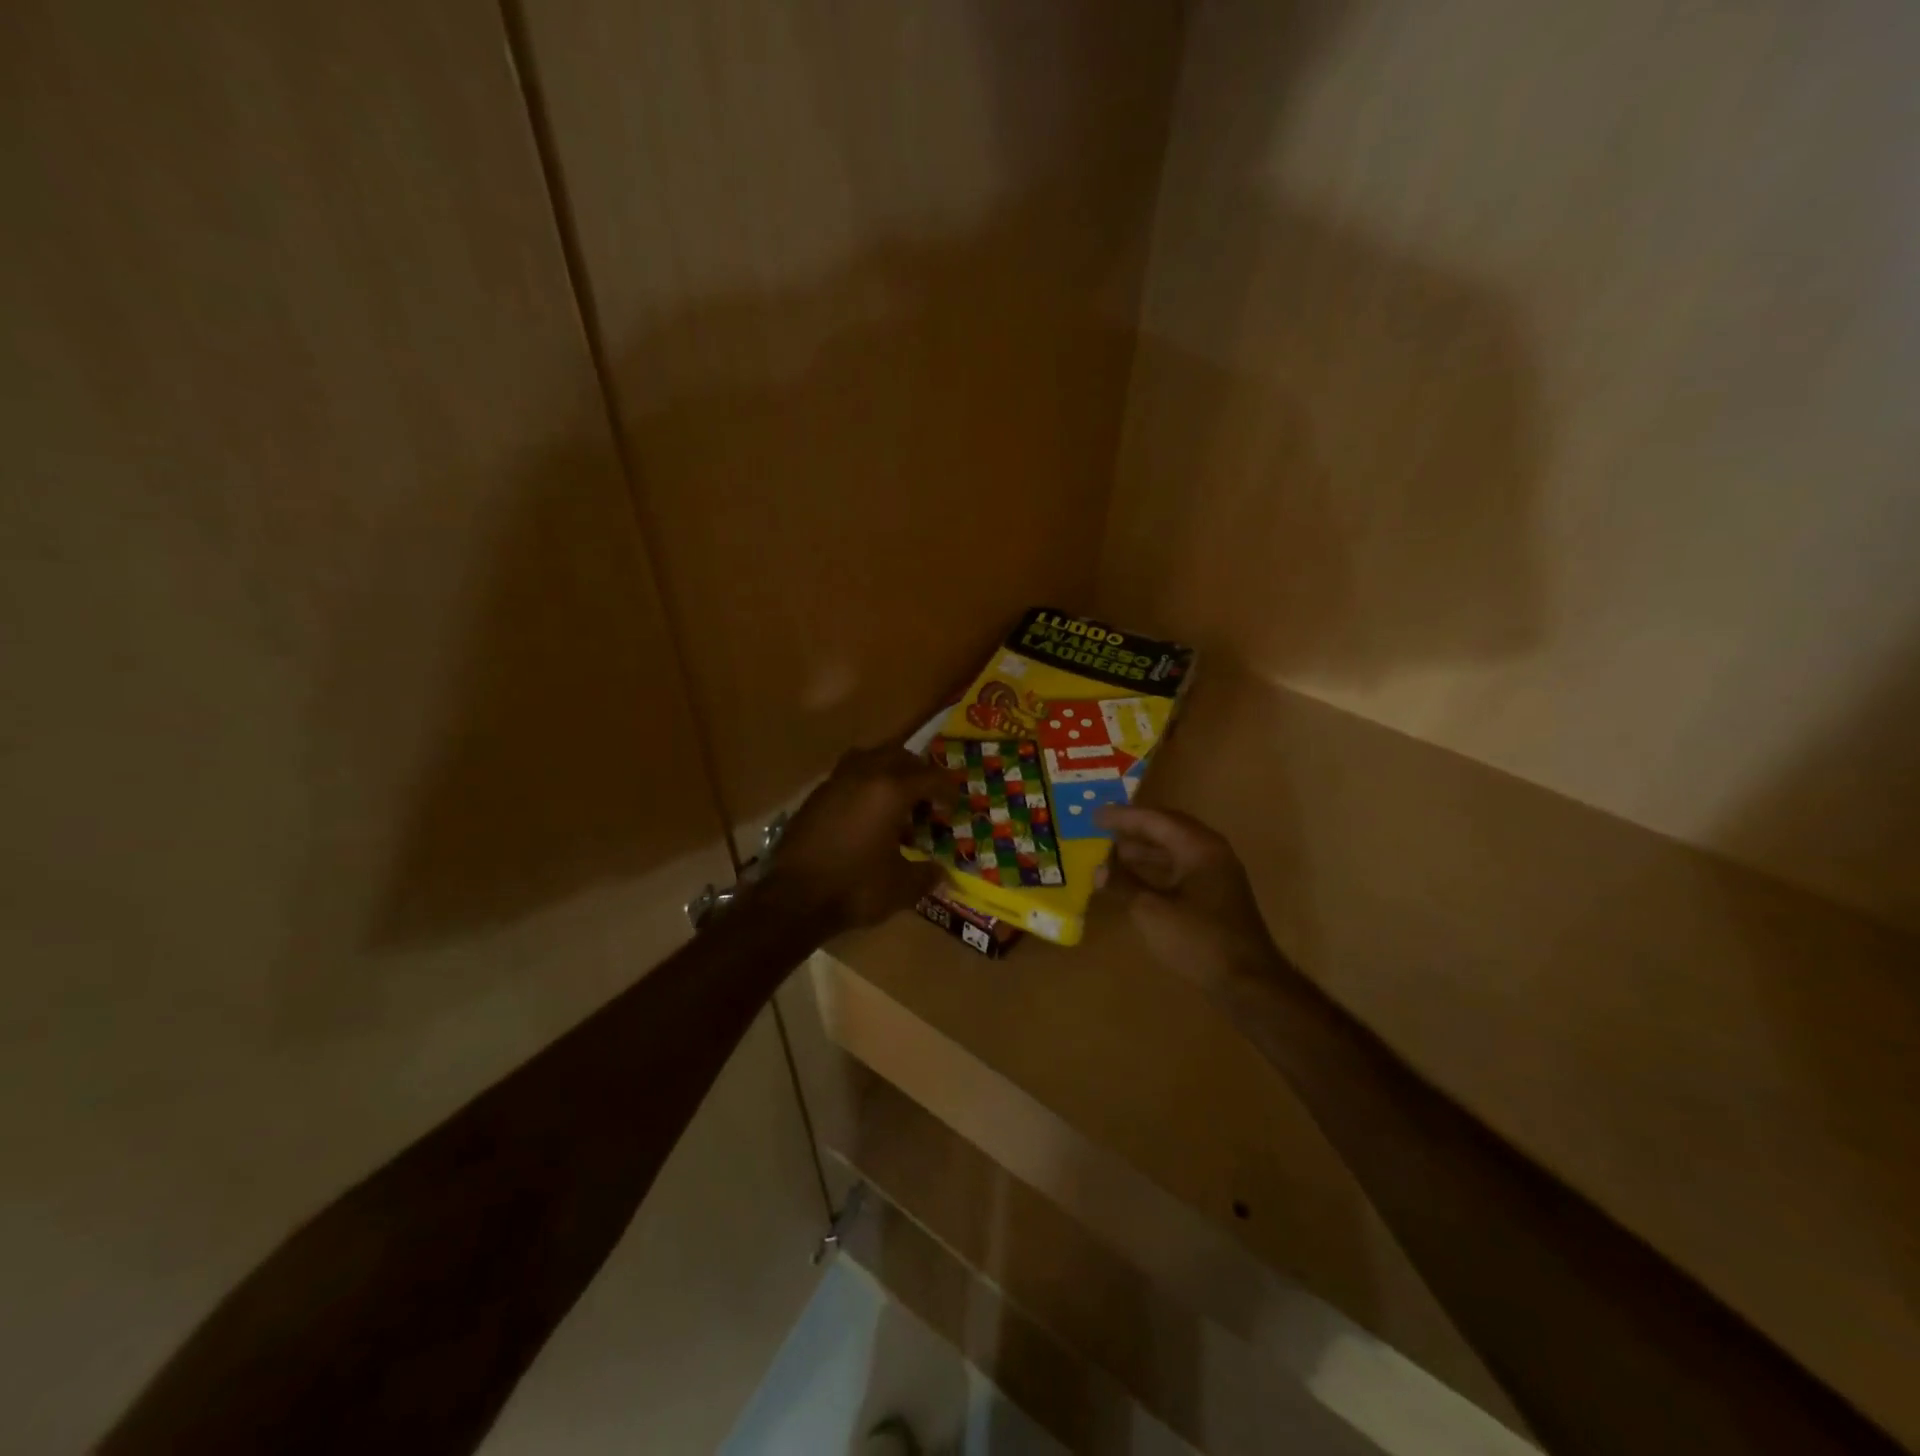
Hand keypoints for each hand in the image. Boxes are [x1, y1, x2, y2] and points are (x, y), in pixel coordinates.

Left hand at [758, 746, 954, 934]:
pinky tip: (866, 811)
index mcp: (891, 791)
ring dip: (889, 770)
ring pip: (870, 757)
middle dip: (919, 773)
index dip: (948, 790)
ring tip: (897, 796)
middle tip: (929, 797)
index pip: (930, 777)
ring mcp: (836, 782)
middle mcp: (864, 775)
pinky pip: (848, 774)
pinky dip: (864, 783)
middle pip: (900, 756)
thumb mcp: (901, 887)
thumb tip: (941, 872)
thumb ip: (926, 875)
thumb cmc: (854, 888)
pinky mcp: (816, 795)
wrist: (793, 898)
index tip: (955, 805)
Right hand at [1098, 805, 1285, 991]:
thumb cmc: (1199, 940)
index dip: (1123, 817)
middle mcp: (1211, 852)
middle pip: (1168, 828)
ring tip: (1113, 851)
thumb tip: (1098, 870)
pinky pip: (1182, 867)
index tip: (1094, 815)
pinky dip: (1157, 867)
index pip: (1155, 820)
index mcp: (1198, 847)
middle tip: (1104, 827)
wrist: (1248, 982)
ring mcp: (1217, 873)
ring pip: (1175, 848)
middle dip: (1135, 827)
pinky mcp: (1217, 894)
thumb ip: (1124, 885)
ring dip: (1145, 848)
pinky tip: (1137, 878)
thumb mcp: (1152, 912)